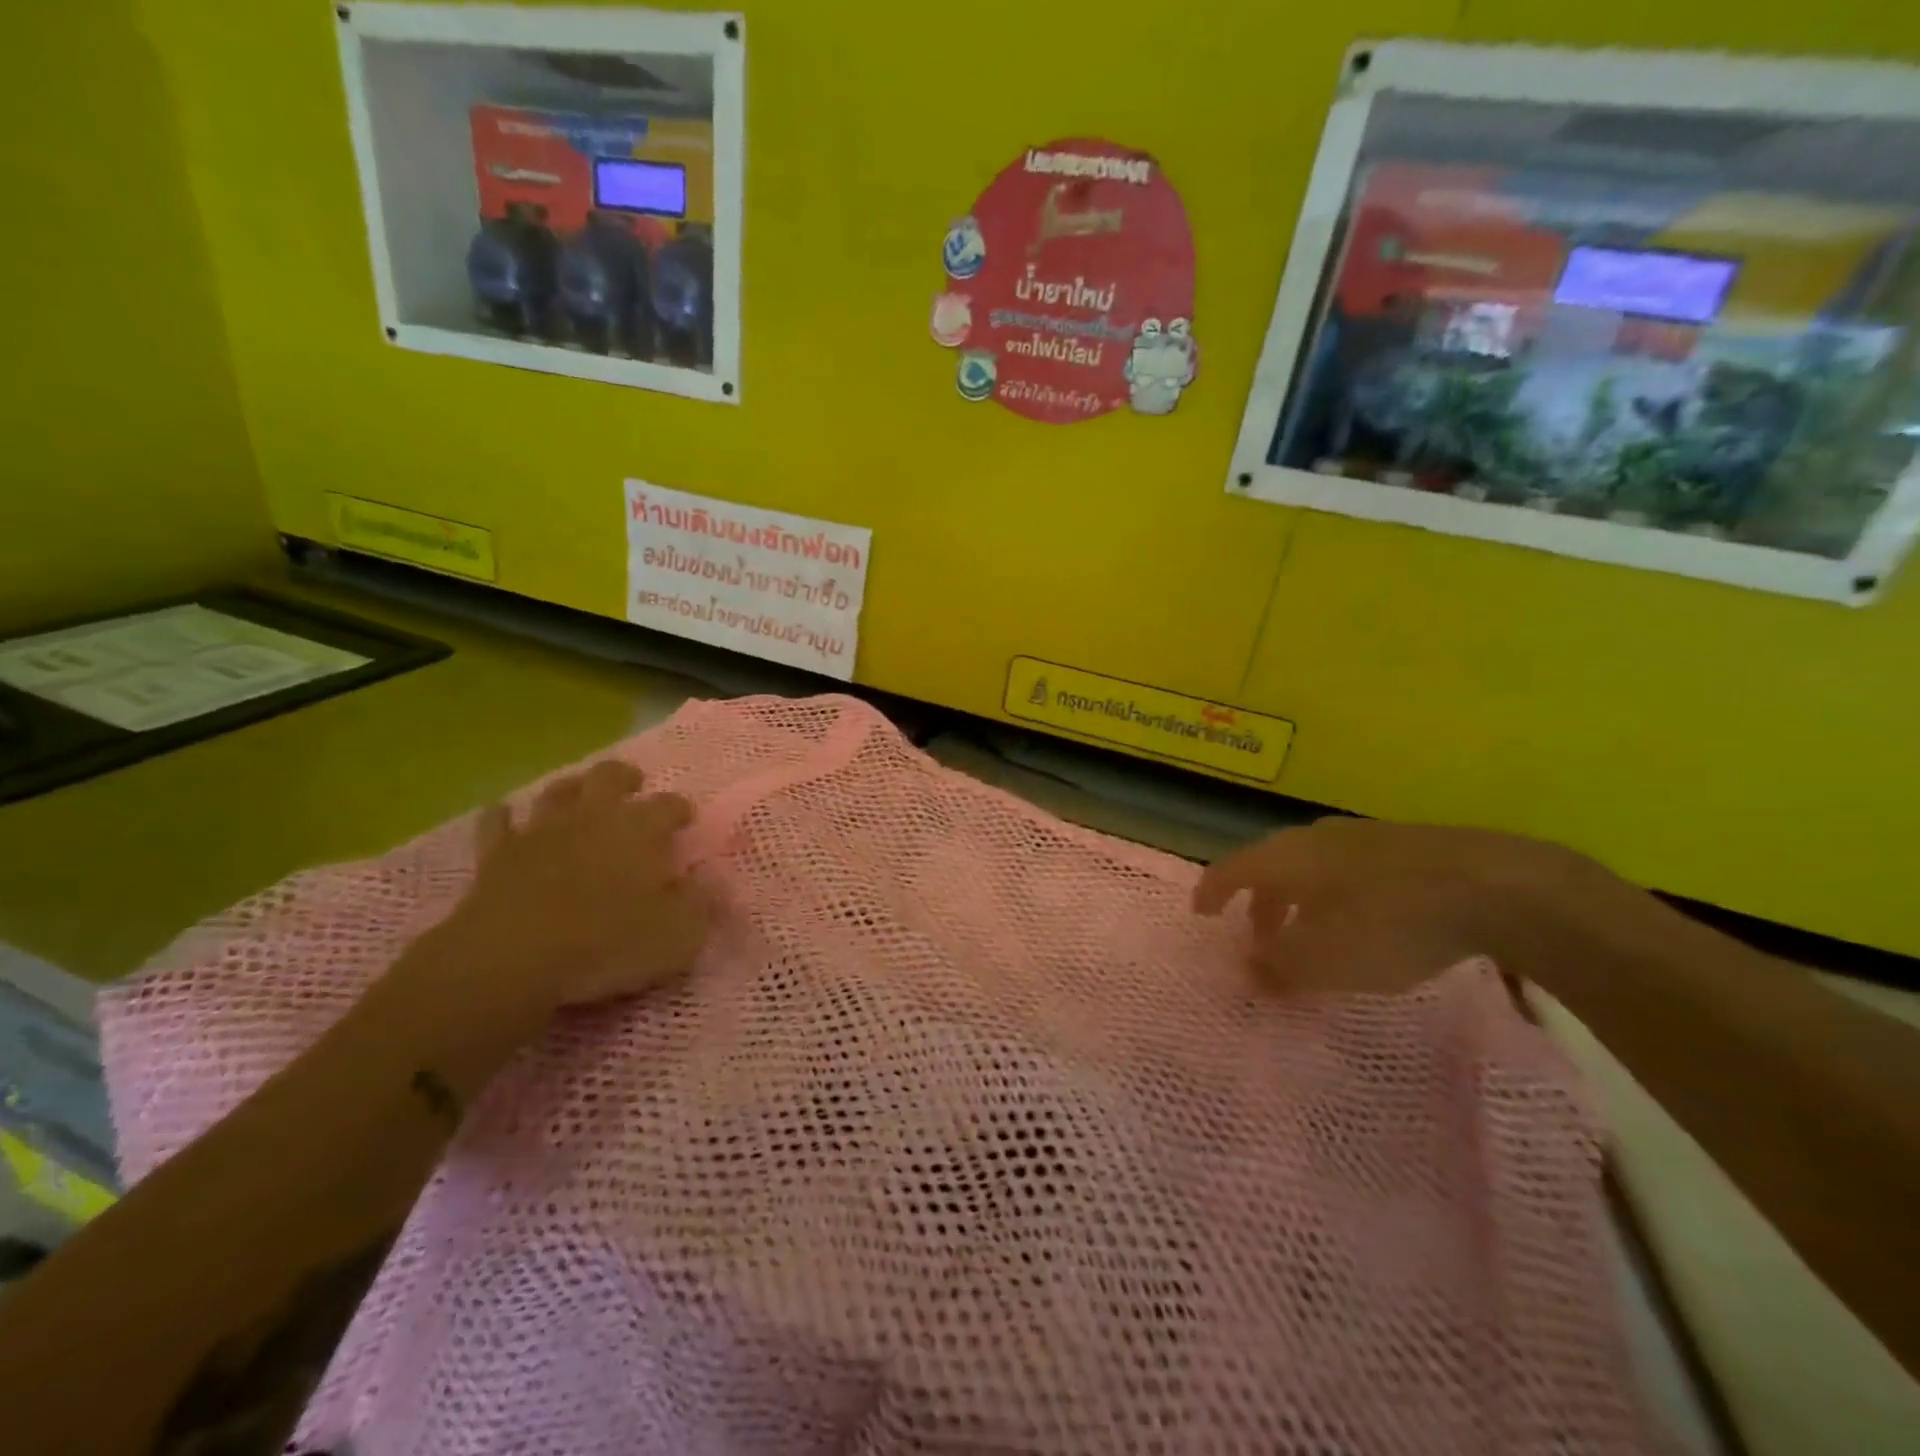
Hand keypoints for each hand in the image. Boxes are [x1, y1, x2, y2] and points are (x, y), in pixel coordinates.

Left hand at [432, 759, 710, 1015]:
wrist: (512, 958)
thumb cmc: (607, 944)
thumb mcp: (678, 936)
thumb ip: (701, 905)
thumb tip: (714, 882)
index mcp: (641, 830)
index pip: (669, 805)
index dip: (680, 810)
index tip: (686, 822)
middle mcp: (593, 817)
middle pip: (609, 776)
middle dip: (624, 777)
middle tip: (633, 786)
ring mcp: (541, 831)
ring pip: (558, 791)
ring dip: (572, 789)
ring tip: (580, 796)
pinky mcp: (496, 854)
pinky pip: (497, 822)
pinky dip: (504, 816)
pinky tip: (506, 816)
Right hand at [1192, 818, 1613, 996]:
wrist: (1493, 885)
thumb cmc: (1387, 923)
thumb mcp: (1324, 961)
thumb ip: (1277, 967)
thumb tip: (1245, 969)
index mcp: (1284, 858)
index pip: (1229, 870)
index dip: (1211, 893)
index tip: (1201, 914)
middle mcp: (1314, 838)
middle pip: (1270, 866)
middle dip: (1259, 904)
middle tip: (1260, 938)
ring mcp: (1362, 837)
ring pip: (1312, 867)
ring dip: (1300, 901)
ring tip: (1314, 935)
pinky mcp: (1406, 845)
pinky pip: (1350, 870)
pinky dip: (1338, 896)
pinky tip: (1365, 922)